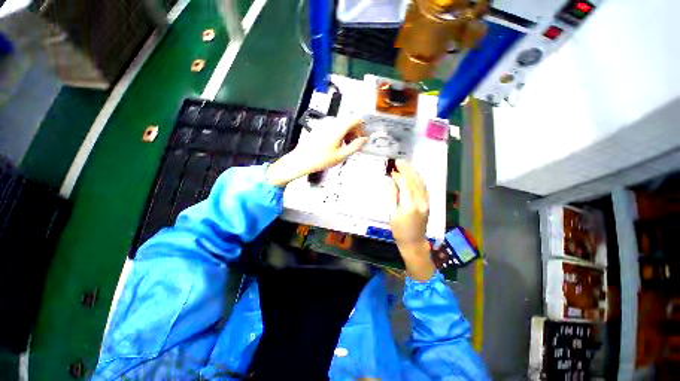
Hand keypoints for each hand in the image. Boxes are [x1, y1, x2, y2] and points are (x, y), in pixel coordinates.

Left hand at [266, 119, 367, 185]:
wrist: (301, 160)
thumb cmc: (320, 159)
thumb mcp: (341, 155)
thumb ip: (355, 146)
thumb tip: (364, 139)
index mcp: (338, 128)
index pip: (356, 119)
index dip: (362, 128)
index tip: (363, 137)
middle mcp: (331, 122)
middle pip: (348, 122)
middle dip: (354, 132)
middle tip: (355, 145)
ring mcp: (324, 124)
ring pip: (341, 124)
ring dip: (346, 133)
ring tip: (345, 147)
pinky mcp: (319, 127)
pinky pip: (333, 127)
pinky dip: (338, 133)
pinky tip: (336, 145)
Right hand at [389, 159, 434, 280]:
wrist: (415, 243)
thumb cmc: (399, 231)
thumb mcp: (392, 214)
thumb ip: (392, 196)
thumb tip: (392, 182)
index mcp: (409, 205)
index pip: (405, 185)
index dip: (398, 176)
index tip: (392, 171)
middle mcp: (421, 201)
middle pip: (414, 181)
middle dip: (407, 169)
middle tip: (399, 161)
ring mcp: (426, 202)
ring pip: (421, 182)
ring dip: (413, 172)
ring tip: (405, 164)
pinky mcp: (428, 203)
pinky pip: (424, 187)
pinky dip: (418, 179)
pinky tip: (413, 174)